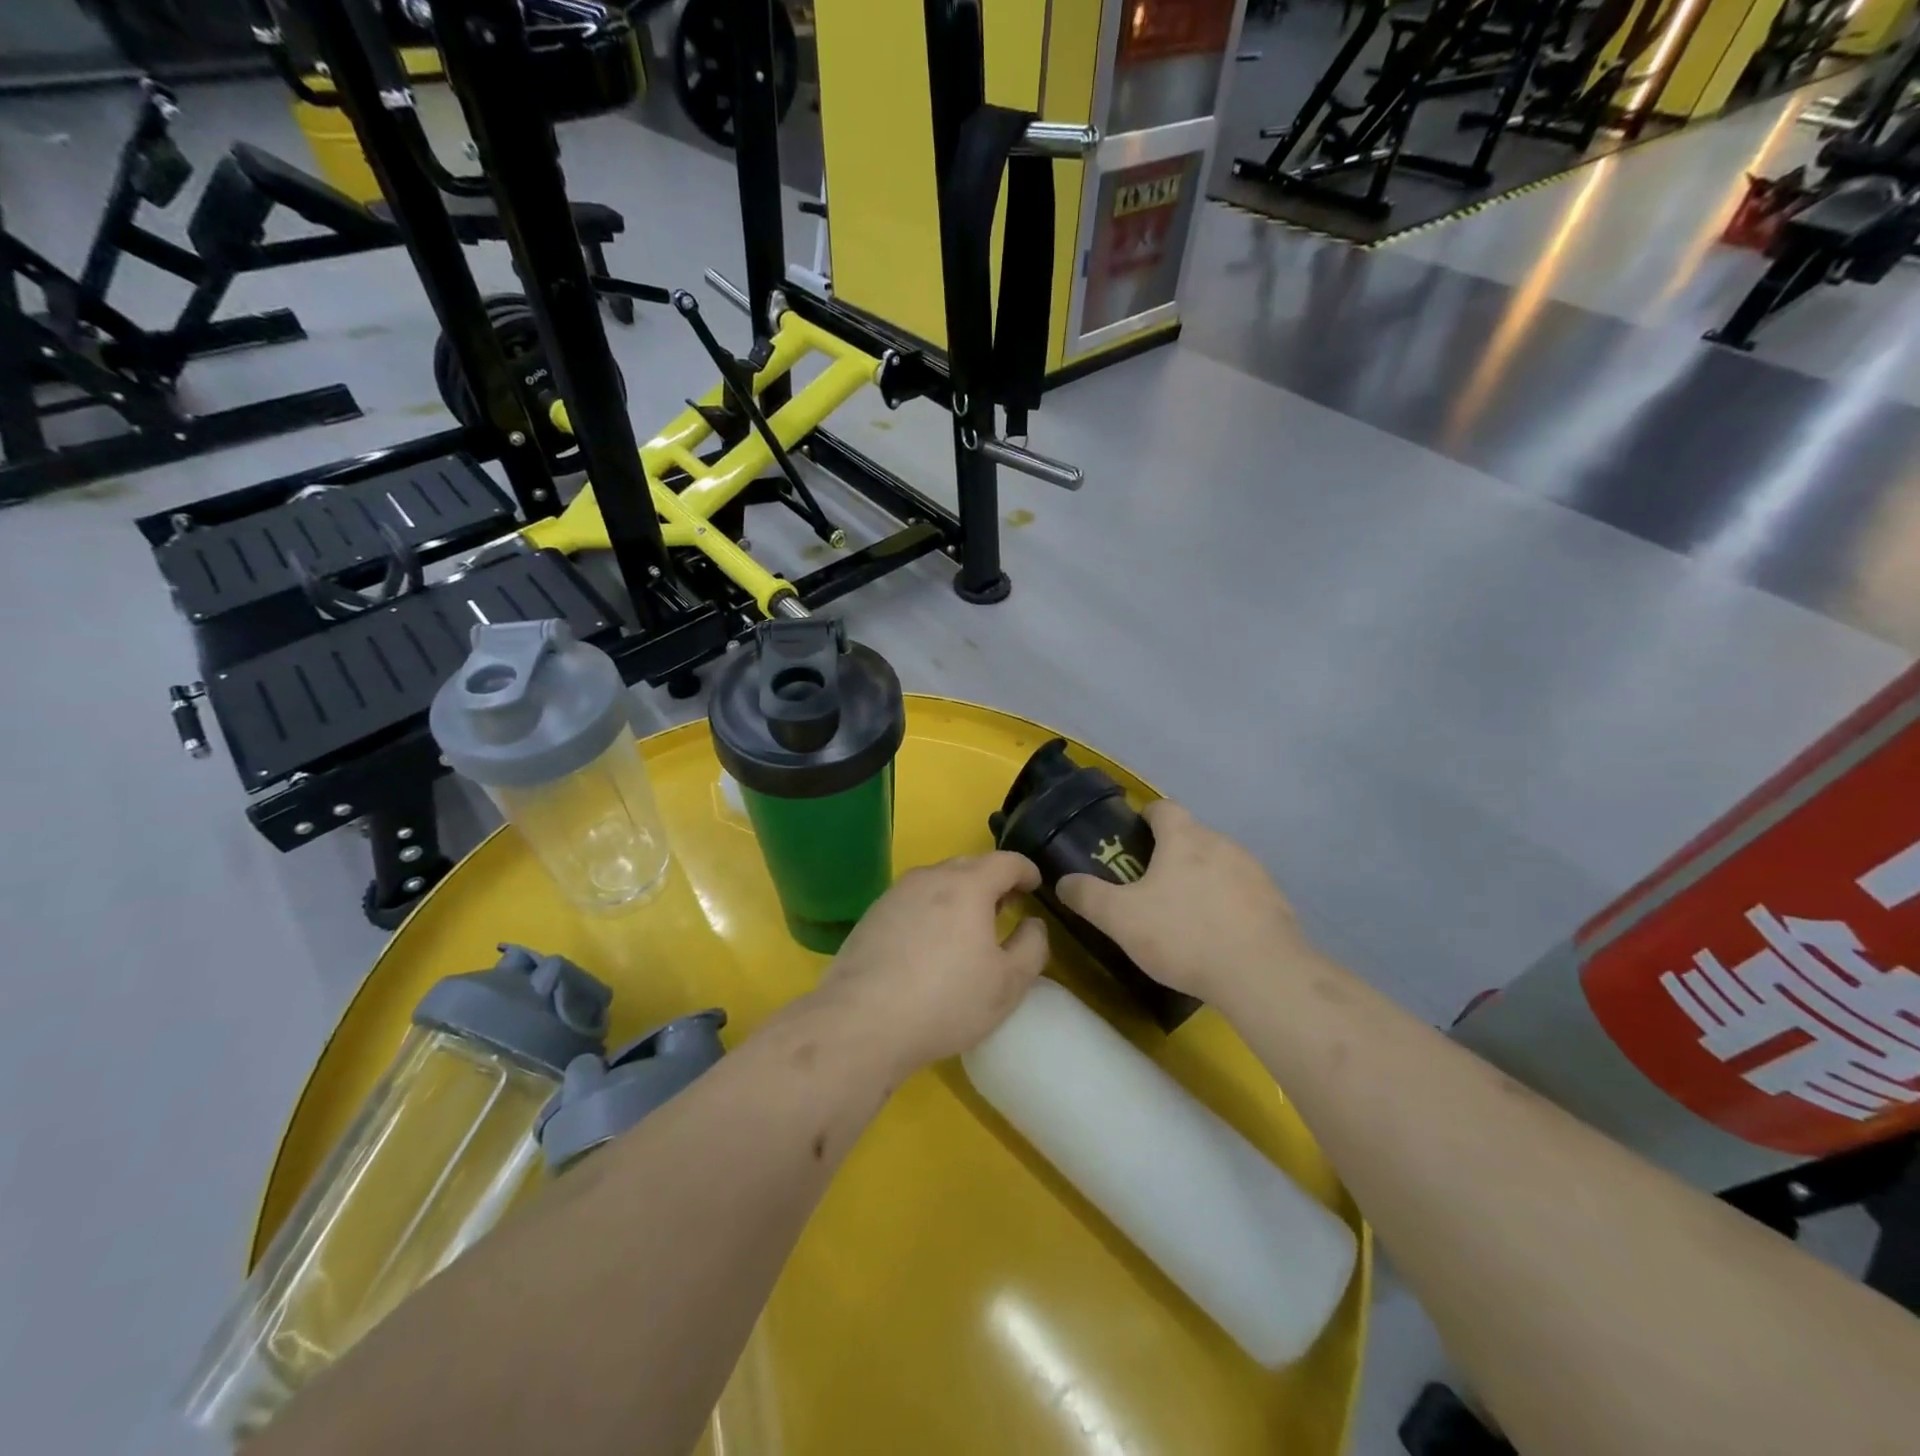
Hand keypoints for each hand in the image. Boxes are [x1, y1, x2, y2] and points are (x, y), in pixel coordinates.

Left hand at [816, 853, 1050, 1076]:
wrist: (863, 1021)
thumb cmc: (946, 1000)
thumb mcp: (1008, 983)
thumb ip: (1032, 946)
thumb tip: (1032, 923)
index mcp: (968, 885)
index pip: (1006, 861)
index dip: (1026, 870)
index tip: (1035, 885)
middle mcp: (930, 878)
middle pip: (969, 865)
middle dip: (992, 880)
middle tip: (1006, 906)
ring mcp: (896, 893)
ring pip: (938, 881)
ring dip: (959, 894)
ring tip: (968, 926)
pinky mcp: (873, 914)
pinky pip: (913, 900)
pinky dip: (931, 909)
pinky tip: (930, 943)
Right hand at [1057, 800, 1313, 1007]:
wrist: (1262, 975)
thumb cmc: (1184, 935)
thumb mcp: (1120, 919)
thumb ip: (1087, 896)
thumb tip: (1063, 881)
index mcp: (1185, 838)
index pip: (1163, 808)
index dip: (1145, 818)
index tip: (1131, 839)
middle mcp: (1223, 844)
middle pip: (1192, 836)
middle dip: (1171, 854)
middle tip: (1148, 886)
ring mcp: (1255, 872)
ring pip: (1219, 864)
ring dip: (1201, 879)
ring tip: (1184, 914)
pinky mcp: (1276, 902)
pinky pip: (1243, 893)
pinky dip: (1227, 905)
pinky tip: (1218, 936)